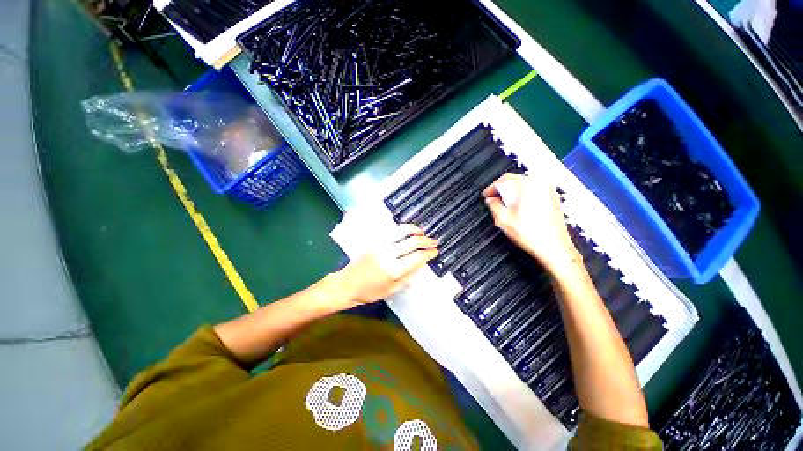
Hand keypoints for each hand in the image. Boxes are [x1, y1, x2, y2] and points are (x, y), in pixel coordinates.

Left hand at [333, 224, 438, 305]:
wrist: (347, 284)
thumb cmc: (369, 292)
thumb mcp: (392, 290)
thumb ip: (408, 277)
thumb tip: (421, 265)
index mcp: (393, 269)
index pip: (417, 257)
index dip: (428, 253)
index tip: (435, 251)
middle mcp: (388, 254)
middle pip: (412, 242)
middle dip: (426, 241)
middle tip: (434, 241)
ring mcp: (380, 245)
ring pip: (401, 231)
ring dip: (414, 230)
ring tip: (422, 232)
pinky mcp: (374, 241)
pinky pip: (391, 231)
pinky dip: (401, 229)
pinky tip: (407, 232)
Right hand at [482, 173, 578, 273]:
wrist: (554, 247)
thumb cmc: (531, 235)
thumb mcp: (503, 220)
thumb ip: (493, 206)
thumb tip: (490, 200)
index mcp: (527, 186)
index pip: (504, 179)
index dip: (492, 187)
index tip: (486, 195)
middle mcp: (540, 184)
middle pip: (516, 180)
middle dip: (502, 189)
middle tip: (493, 199)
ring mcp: (549, 191)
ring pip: (525, 185)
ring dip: (513, 192)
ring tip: (505, 204)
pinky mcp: (553, 199)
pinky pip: (534, 191)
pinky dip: (524, 196)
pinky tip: (519, 208)